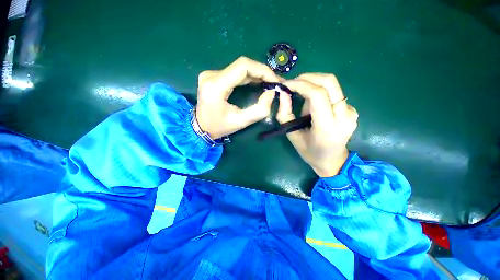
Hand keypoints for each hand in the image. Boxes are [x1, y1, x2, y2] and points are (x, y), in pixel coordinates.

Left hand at [195, 56, 282, 138]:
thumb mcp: (241, 122)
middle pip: (242, 65)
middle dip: (262, 73)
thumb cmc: (219, 127)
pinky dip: (250, 77)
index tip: (275, 81)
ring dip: (257, 74)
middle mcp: (211, 75)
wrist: (200, 128)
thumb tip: (271, 93)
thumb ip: (259, 110)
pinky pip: (235, 72)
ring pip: (240, 68)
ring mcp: (211, 74)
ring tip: (270, 82)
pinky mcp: (214, 76)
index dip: (262, 70)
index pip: (243, 66)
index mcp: (215, 86)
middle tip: (276, 82)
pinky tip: (259, 82)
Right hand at [277, 73, 358, 176]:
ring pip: (333, 84)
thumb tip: (283, 93)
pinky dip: (319, 90)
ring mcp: (351, 112)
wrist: (333, 160)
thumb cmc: (309, 152)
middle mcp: (344, 117)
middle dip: (308, 77)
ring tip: (301, 92)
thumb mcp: (292, 136)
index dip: (301, 84)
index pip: (317, 95)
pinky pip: (334, 92)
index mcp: (327, 128)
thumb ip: (285, 114)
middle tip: (293, 82)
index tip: (286, 84)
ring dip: (313, 82)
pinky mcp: (352, 109)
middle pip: (329, 82)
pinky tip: (312, 101)